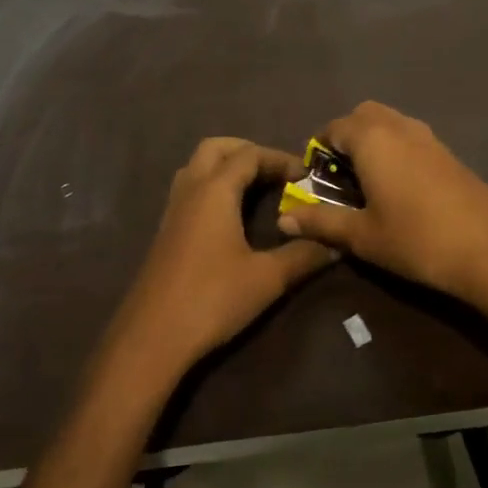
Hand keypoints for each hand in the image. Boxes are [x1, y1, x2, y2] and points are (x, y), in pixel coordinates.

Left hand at [106, 138, 338, 379]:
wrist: (150, 340)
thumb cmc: (211, 300)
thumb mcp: (266, 279)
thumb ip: (303, 255)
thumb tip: (336, 243)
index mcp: (214, 191)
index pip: (249, 155)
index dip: (280, 158)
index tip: (306, 175)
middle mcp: (190, 190)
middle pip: (216, 148)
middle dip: (248, 151)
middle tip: (276, 171)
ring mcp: (173, 210)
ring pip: (197, 167)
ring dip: (227, 166)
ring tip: (256, 188)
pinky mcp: (166, 231)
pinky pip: (190, 189)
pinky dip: (213, 186)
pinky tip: (231, 216)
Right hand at [276, 102, 487, 301]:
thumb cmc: (416, 238)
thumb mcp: (362, 235)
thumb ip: (322, 222)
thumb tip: (284, 218)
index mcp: (372, 138)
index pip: (334, 127)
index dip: (318, 149)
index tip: (313, 179)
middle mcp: (399, 126)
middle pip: (363, 115)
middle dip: (346, 136)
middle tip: (340, 176)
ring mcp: (428, 136)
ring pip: (390, 122)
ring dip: (373, 141)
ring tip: (367, 183)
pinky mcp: (448, 152)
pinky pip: (410, 136)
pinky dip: (396, 148)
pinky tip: (400, 188)